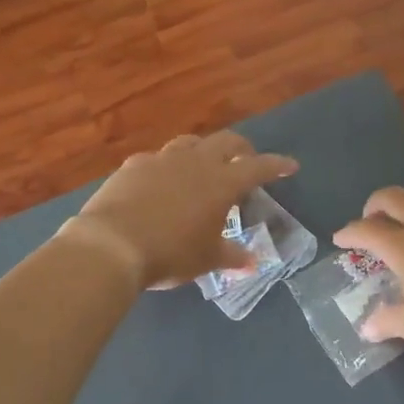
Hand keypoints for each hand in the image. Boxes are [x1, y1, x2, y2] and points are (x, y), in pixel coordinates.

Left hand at [60, 132, 298, 290]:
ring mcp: (162, 159)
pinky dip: (167, 167)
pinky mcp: (133, 166)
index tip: (290, 165)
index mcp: (222, 182)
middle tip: (246, 160)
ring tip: (204, 166)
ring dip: (203, 151)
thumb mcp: (206, 259)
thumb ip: (232, 256)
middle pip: (226, 141)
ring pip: (190, 143)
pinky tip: (161, 181)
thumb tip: (252, 262)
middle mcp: (196, 162)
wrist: (112, 244)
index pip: (259, 167)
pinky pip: (157, 159)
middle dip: (241, 148)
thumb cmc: (171, 253)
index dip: (277, 165)